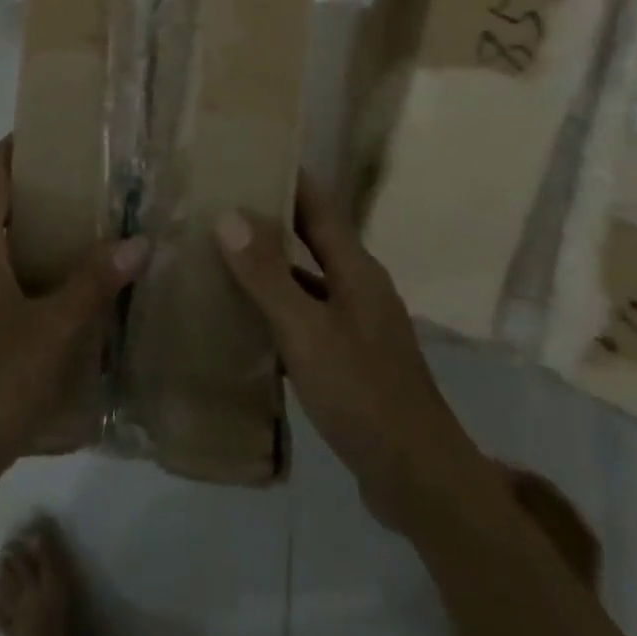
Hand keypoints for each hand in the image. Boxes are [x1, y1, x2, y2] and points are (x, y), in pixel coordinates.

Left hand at [0, 138, 148, 514]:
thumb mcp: (55, 328)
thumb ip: (96, 281)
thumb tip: (140, 241)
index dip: (18, 149)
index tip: (54, 134)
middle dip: (31, 192)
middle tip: (81, 187)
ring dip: (23, 234)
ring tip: (75, 234)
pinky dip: (15, 270)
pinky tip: (52, 293)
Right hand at [213, 173, 488, 532]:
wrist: (419, 480)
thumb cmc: (363, 394)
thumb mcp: (307, 332)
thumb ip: (267, 275)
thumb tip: (227, 214)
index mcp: (355, 268)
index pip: (318, 203)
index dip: (286, 176)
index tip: (245, 155)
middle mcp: (358, 285)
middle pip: (311, 236)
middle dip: (270, 217)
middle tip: (217, 202)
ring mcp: (357, 323)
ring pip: (306, 277)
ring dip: (270, 264)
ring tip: (219, 252)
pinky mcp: (350, 356)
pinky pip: (307, 314)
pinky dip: (277, 307)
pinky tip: (243, 317)